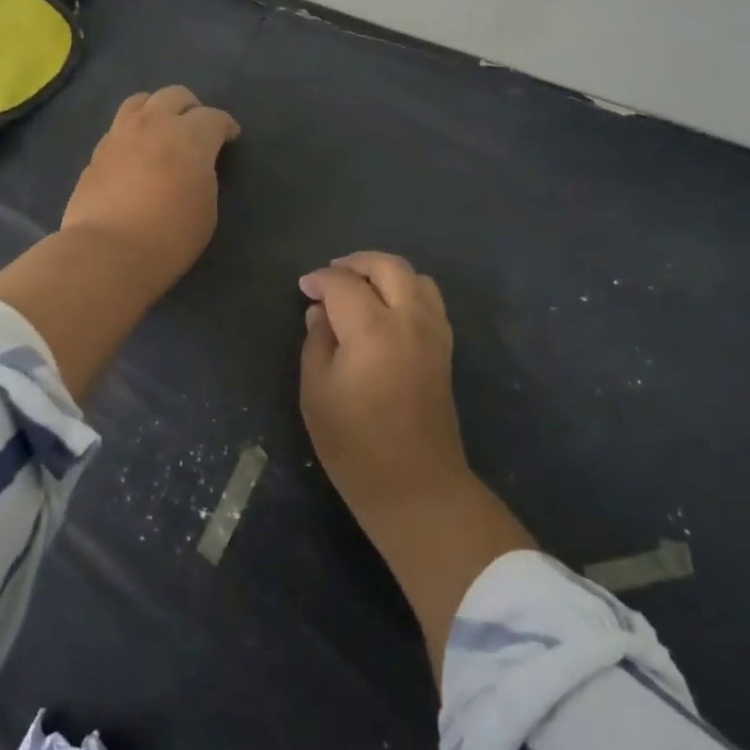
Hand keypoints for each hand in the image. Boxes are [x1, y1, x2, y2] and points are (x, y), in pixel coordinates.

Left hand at [61, 86, 240, 288]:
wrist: (108, 251)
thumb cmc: (170, 234)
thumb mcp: (207, 207)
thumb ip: (203, 174)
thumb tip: (193, 164)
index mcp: (189, 135)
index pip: (214, 117)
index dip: (225, 126)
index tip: (230, 137)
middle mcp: (154, 124)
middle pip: (175, 96)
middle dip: (191, 108)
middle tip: (196, 129)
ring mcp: (120, 134)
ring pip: (140, 101)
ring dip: (157, 110)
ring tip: (161, 130)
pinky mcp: (96, 152)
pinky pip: (119, 127)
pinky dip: (132, 132)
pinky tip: (135, 153)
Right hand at [299, 251, 536, 684]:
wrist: (416, 486)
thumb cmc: (355, 445)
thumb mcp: (316, 392)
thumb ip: (316, 342)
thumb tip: (320, 313)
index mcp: (372, 329)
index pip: (343, 283)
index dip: (319, 280)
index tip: (303, 288)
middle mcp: (409, 319)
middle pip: (387, 266)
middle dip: (356, 263)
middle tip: (330, 276)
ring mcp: (434, 332)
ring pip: (415, 277)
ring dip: (385, 273)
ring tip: (360, 288)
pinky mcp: (445, 348)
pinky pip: (429, 299)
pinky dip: (407, 290)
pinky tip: (386, 310)